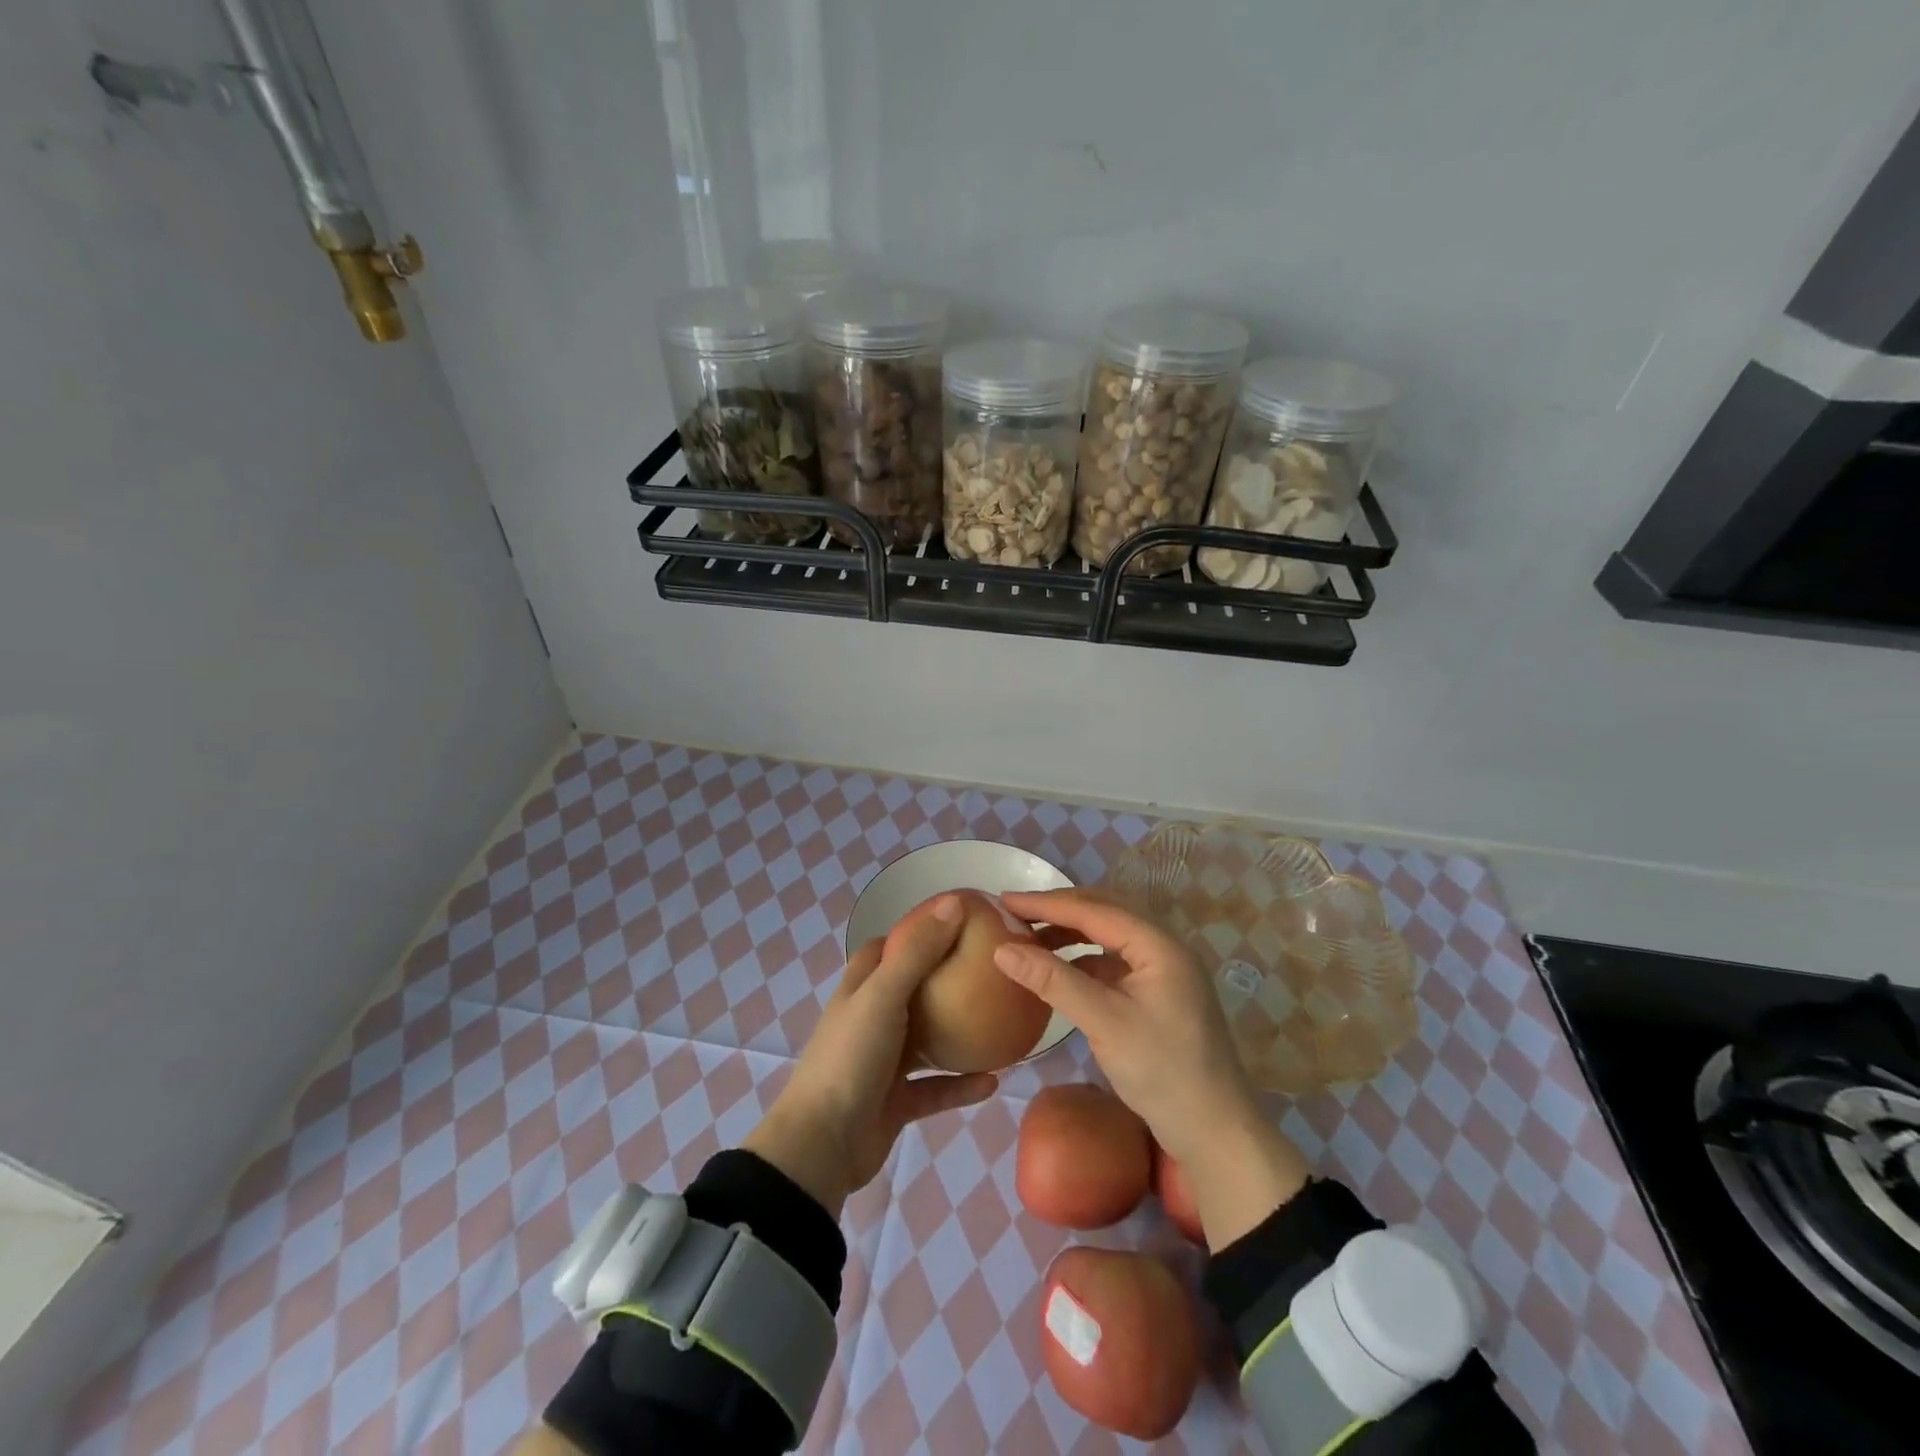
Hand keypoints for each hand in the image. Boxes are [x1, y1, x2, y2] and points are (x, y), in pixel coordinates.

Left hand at [744, 895, 996, 1215]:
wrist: (824, 1144)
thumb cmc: (851, 1057)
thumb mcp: (883, 995)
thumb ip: (918, 951)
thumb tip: (954, 902)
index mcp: (861, 989)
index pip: (887, 948)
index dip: (916, 932)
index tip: (957, 923)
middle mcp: (872, 1020)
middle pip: (912, 990)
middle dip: (944, 979)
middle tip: (987, 969)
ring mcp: (884, 1063)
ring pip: (927, 1041)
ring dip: (957, 1033)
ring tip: (998, 1021)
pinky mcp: (897, 1102)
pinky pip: (937, 1089)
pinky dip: (962, 1085)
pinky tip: (994, 1080)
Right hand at [996, 888, 1309, 1248]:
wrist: (1215, 1131)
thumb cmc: (1161, 1071)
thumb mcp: (1103, 1022)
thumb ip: (1053, 980)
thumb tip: (1002, 949)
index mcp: (1158, 944)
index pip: (1094, 909)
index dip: (1047, 903)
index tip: (1005, 900)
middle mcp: (1164, 947)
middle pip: (1104, 913)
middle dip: (1058, 911)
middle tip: (1015, 913)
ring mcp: (1163, 971)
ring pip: (1109, 937)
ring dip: (1070, 934)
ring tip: (1031, 939)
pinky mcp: (1158, 994)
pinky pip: (1114, 961)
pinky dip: (1083, 960)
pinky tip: (1060, 971)